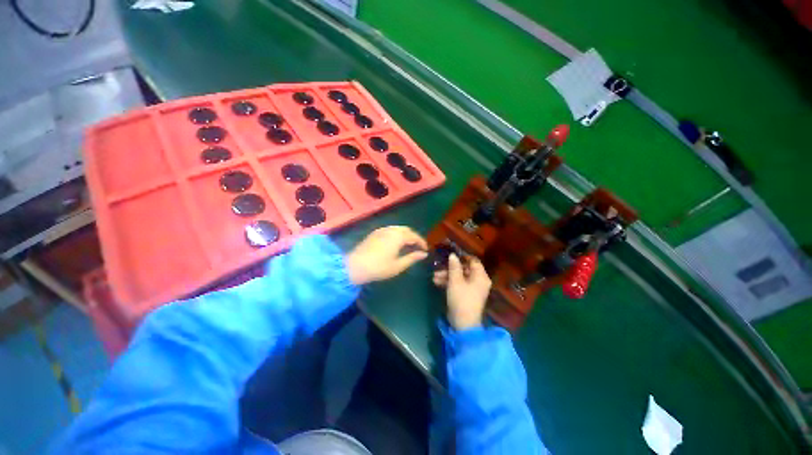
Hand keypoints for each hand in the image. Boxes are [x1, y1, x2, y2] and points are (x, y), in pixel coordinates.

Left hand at [346, 226, 427, 284]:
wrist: (355, 266)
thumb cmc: (379, 268)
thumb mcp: (398, 265)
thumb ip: (412, 258)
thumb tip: (424, 254)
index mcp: (398, 236)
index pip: (414, 236)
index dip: (421, 242)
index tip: (426, 250)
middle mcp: (391, 229)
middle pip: (407, 230)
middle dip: (414, 237)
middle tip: (417, 247)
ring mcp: (382, 230)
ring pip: (398, 228)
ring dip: (405, 235)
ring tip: (408, 245)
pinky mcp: (375, 233)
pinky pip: (390, 229)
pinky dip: (397, 234)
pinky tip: (396, 243)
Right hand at [433, 254, 491, 329]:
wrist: (463, 323)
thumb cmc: (461, 299)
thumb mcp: (455, 281)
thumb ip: (454, 266)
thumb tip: (453, 255)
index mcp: (480, 276)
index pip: (473, 261)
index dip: (462, 257)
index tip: (450, 256)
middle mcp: (478, 281)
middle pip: (464, 269)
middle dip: (450, 268)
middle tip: (438, 268)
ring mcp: (472, 288)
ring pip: (459, 277)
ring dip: (447, 275)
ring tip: (434, 276)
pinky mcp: (466, 295)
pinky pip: (458, 284)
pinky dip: (449, 282)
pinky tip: (437, 282)